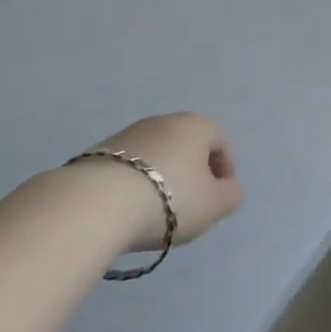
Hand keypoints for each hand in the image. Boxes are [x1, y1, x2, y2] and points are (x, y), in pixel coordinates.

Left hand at [89, 113, 245, 253]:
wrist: (100, 202)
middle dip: (193, 172)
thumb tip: (230, 188)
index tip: (220, 199)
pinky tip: (133, 208)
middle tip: (192, 205)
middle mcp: (164, 120)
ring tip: (159, 211)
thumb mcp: (213, 205)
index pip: (220, 142)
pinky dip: (138, 182)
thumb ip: (230, 196)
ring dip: (164, 177)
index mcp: (196, 125)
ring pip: (158, 154)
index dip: (225, 171)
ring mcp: (130, 133)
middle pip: (188, 145)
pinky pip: (132, 166)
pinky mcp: (102, 151)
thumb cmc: (170, 199)